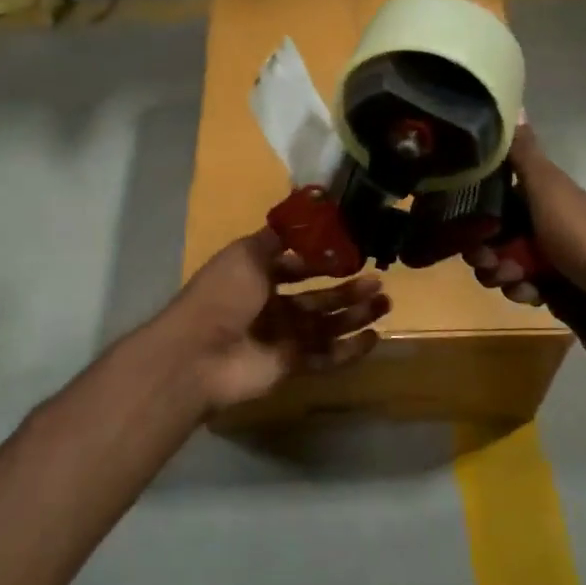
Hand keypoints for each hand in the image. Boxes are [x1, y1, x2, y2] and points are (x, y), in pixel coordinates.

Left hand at [159, 229, 390, 412]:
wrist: (200, 353)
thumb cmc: (223, 295)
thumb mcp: (246, 254)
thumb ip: (276, 239)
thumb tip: (302, 219)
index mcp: (258, 277)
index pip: (297, 267)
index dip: (323, 260)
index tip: (354, 252)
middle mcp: (271, 307)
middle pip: (318, 298)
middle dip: (348, 290)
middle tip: (378, 281)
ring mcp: (282, 338)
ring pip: (327, 325)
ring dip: (355, 315)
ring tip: (385, 303)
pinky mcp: (291, 365)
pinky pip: (325, 357)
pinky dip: (349, 350)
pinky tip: (373, 337)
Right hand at [466, 126, 585, 356]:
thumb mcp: (550, 191)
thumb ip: (524, 155)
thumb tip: (512, 100)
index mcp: (540, 199)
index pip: (491, 201)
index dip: (473, 213)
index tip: (464, 227)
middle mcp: (543, 226)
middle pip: (494, 237)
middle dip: (484, 252)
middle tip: (490, 262)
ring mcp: (551, 261)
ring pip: (505, 268)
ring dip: (502, 276)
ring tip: (518, 282)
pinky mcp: (559, 293)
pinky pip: (527, 292)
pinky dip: (525, 294)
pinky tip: (534, 296)